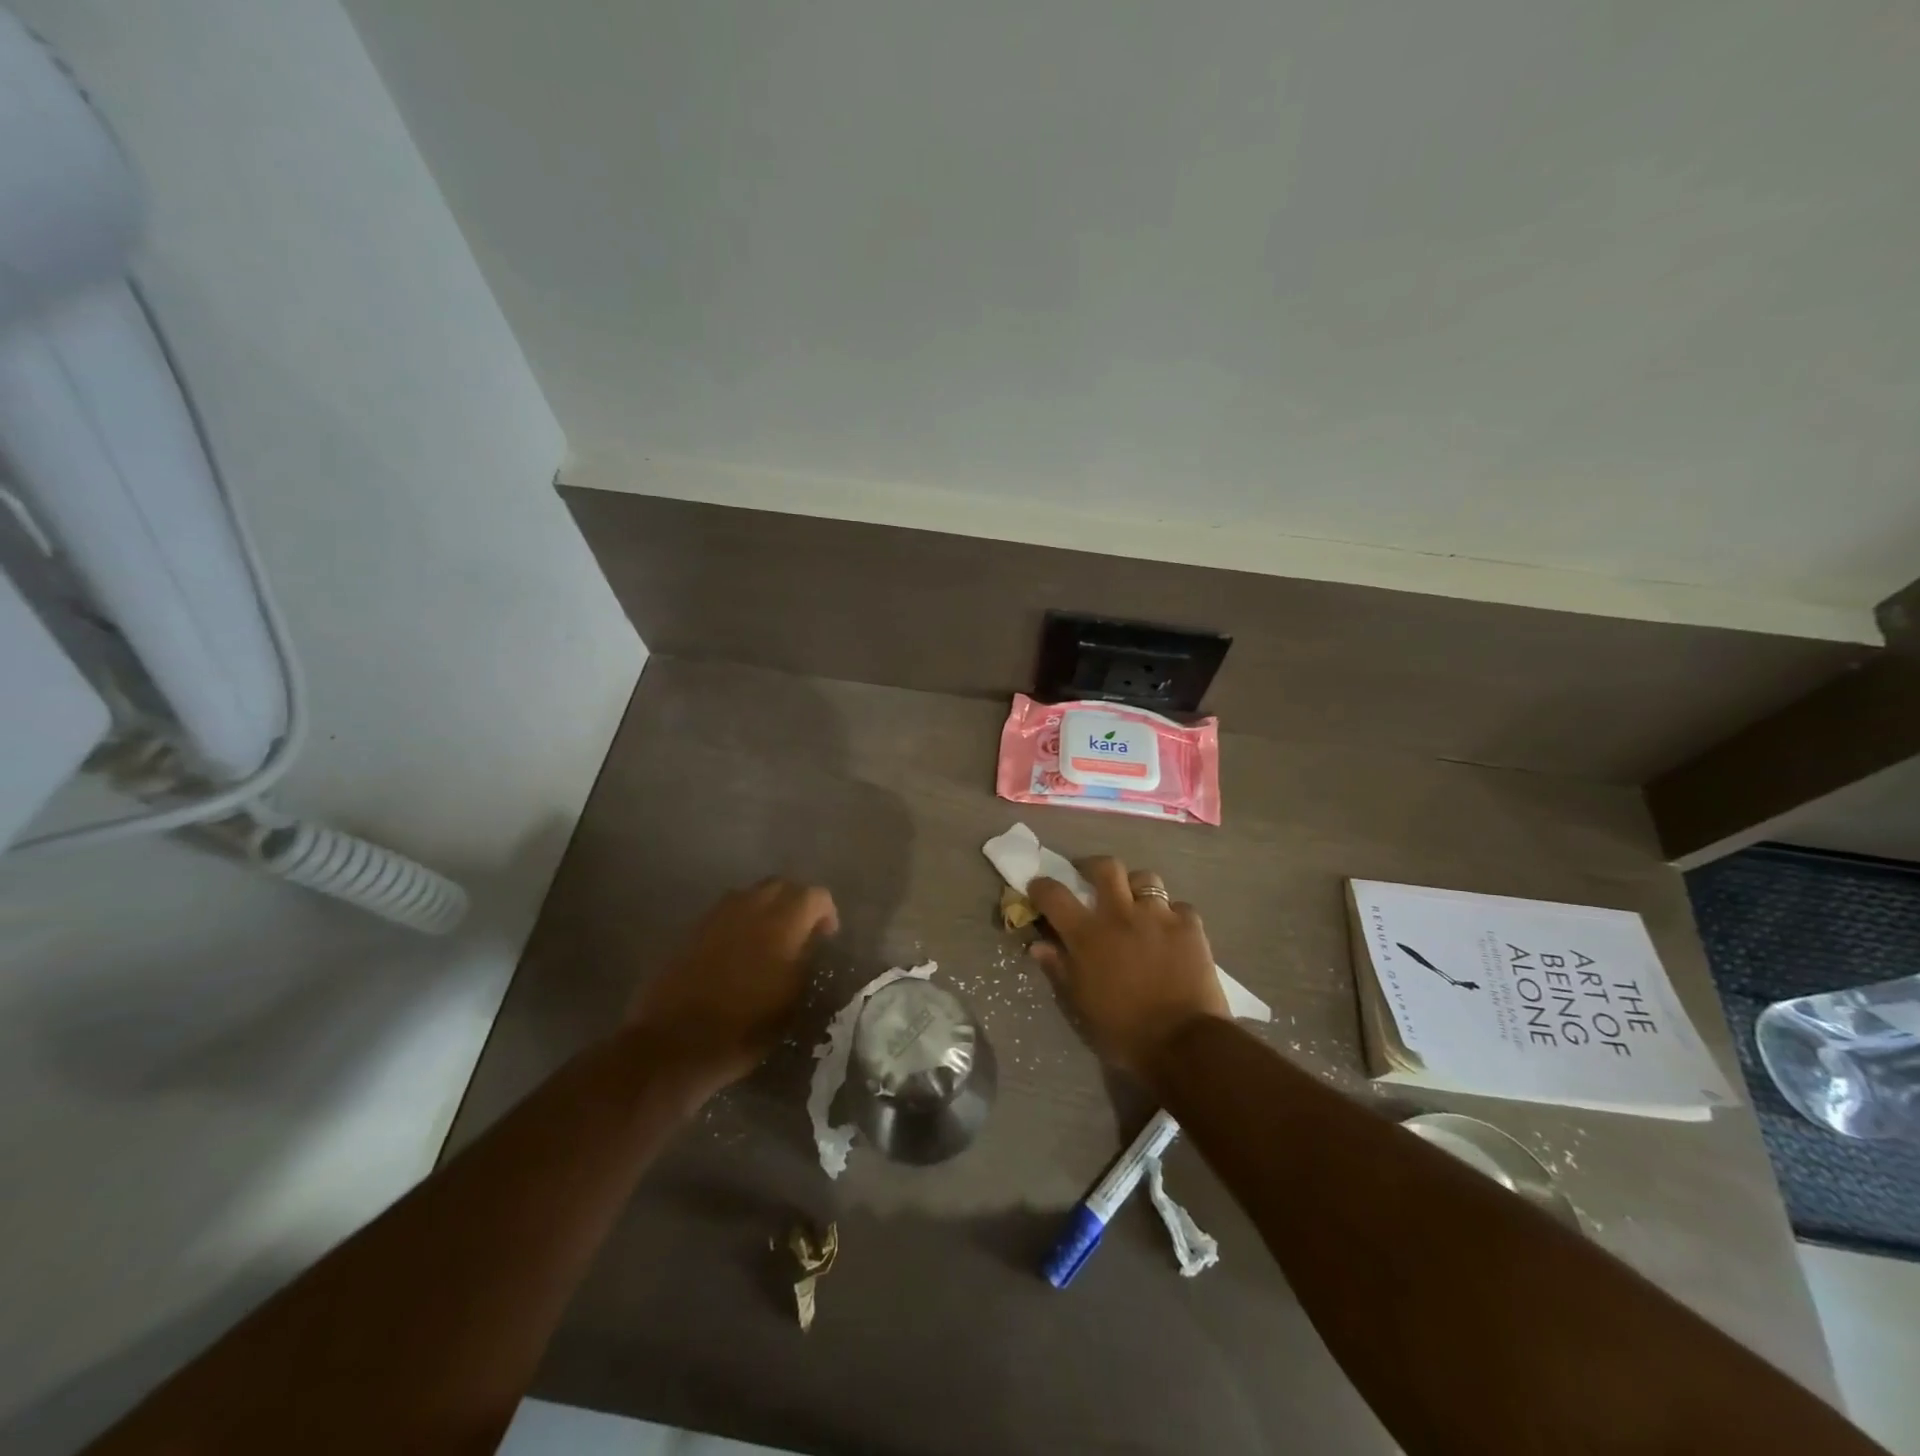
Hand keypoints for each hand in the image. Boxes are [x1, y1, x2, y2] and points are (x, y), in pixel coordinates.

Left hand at [627, 878, 838, 1101]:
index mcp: (782, 922)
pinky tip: (738, 950)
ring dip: (766, 908)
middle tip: (801, 932)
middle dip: (796, 902)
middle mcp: (750, 907)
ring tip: (769, 939)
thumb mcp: (791, 1002)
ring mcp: (717, 915)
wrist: (674, 1044)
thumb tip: (809, 943)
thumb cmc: (744, 1027)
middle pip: (781, 886)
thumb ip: (805, 961)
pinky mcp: (692, 930)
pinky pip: (725, 912)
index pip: (815, 896)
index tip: (827, 938)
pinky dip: (739, 921)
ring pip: (751, 895)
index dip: (826, 913)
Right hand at [1028, 857, 1228, 1079]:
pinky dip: (1171, 914)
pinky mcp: (1190, 925)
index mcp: (1088, 934)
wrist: (1184, 1043)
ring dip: (1136, 887)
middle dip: (1094, 867)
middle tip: (1091, 879)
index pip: (1055, 895)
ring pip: (1145, 878)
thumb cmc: (1123, 1029)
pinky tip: (1170, 931)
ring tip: (1136, 902)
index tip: (1038, 887)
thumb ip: (1059, 968)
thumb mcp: (1081, 1004)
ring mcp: (1159, 915)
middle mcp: (1121, 914)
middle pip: (1106, 867)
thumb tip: (1038, 946)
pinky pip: (1178, 906)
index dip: (1042, 886)